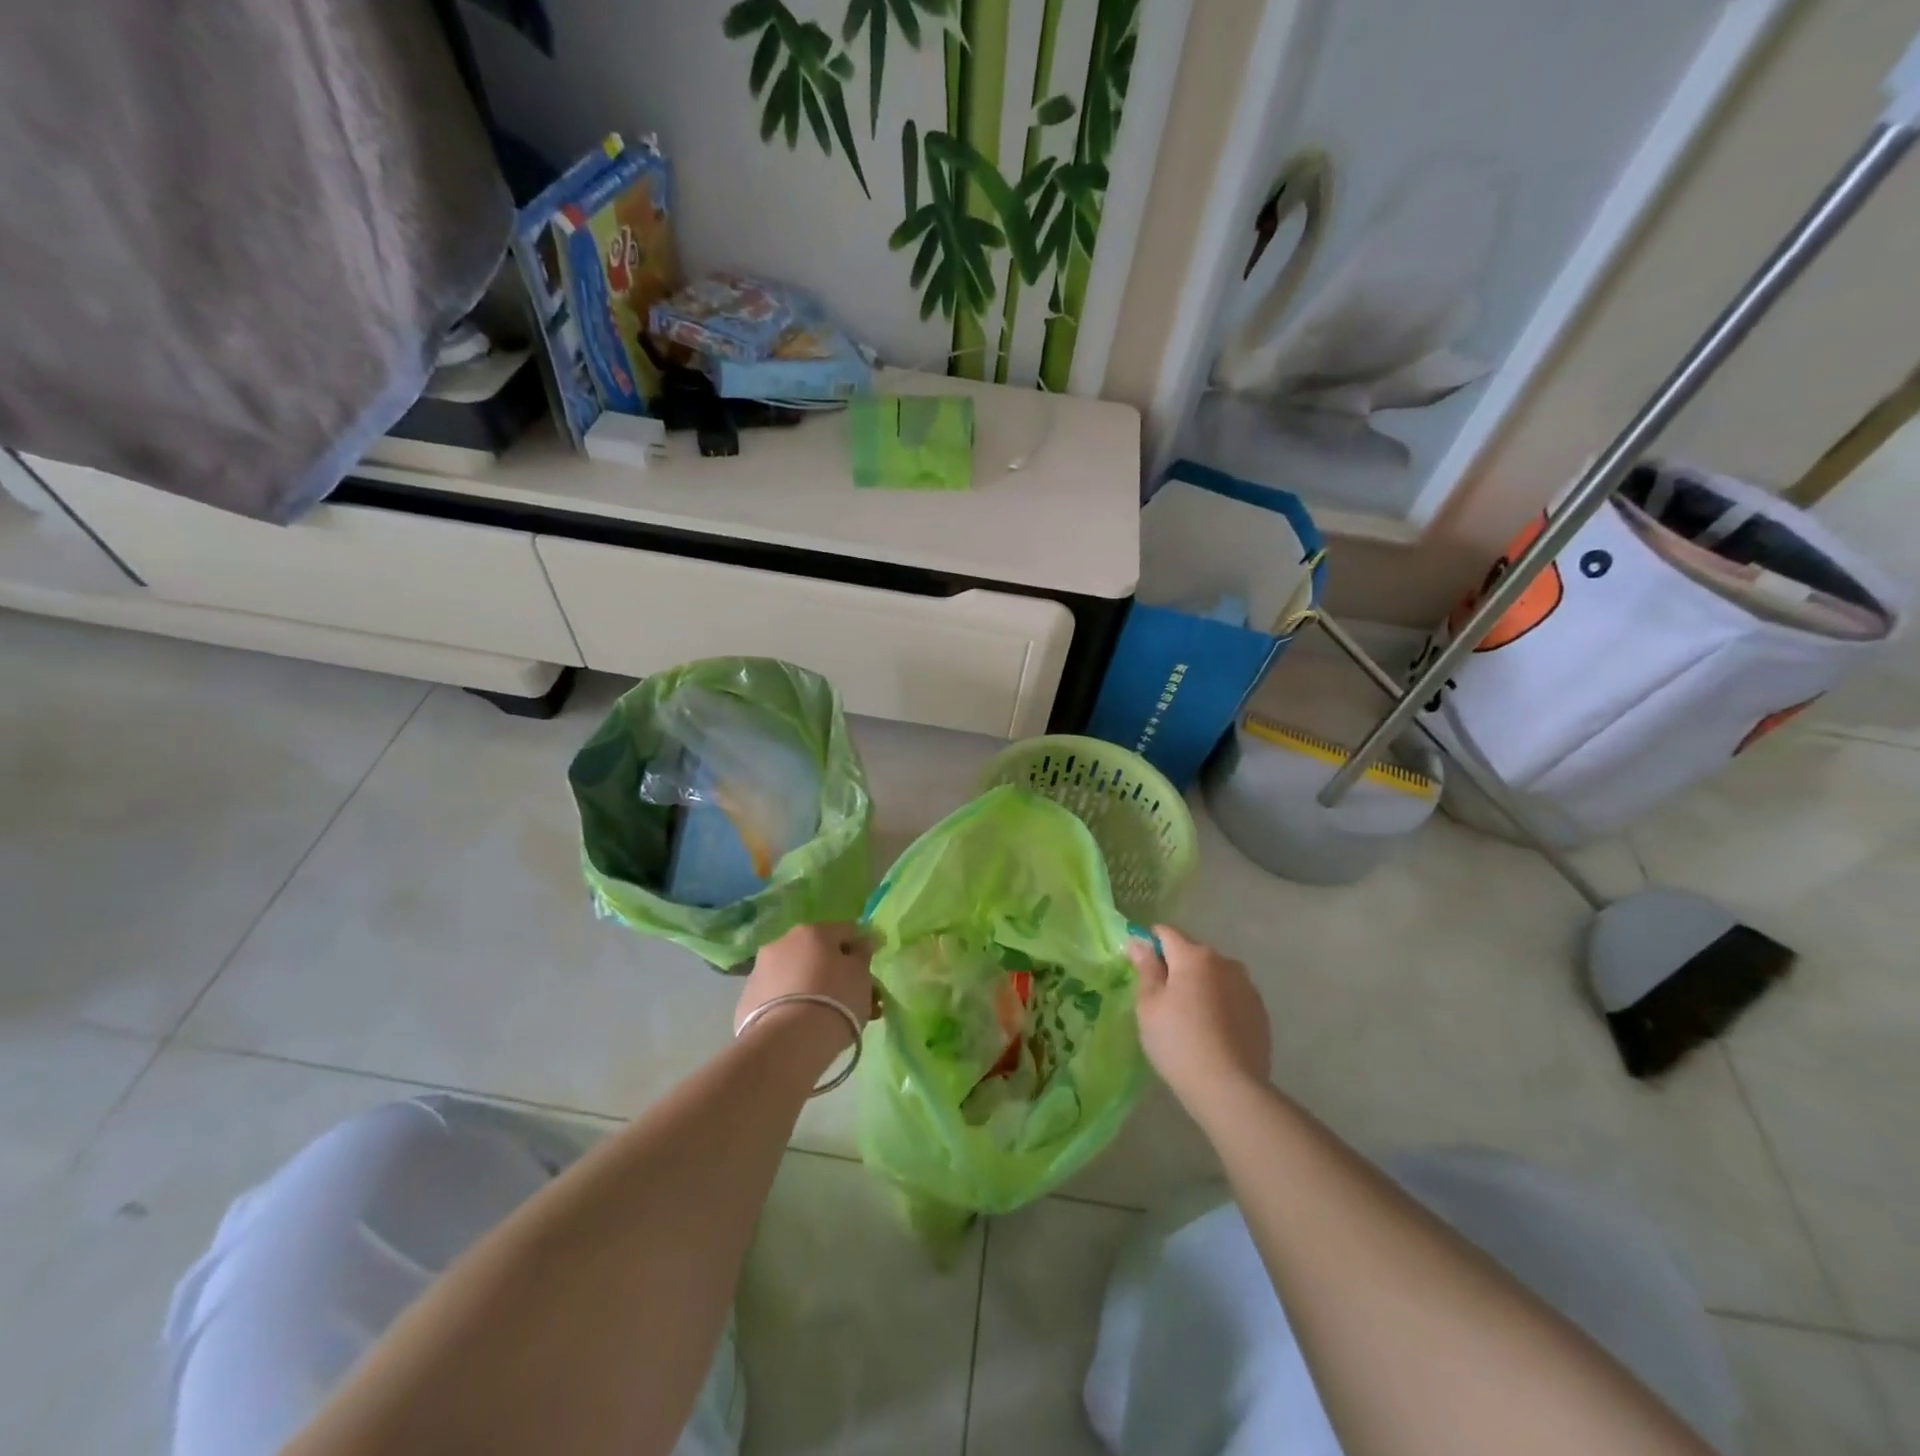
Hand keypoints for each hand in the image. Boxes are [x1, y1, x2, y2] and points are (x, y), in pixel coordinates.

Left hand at [736, 923, 876, 1071]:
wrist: (787, 1043)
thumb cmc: (835, 1000)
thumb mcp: (861, 975)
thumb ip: (862, 954)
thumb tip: (861, 942)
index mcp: (813, 931)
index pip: (846, 931)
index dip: (862, 949)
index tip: (870, 973)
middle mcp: (782, 943)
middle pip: (819, 954)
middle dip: (838, 974)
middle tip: (855, 1000)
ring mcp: (760, 971)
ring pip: (797, 976)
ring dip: (814, 990)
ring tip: (830, 1020)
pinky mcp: (747, 1001)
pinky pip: (779, 998)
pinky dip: (792, 1007)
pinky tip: (804, 1029)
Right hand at [1129, 925, 1270, 1108]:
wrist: (1229, 1088)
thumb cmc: (1178, 1042)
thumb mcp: (1149, 1005)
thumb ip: (1146, 969)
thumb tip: (1139, 942)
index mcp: (1194, 956)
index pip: (1166, 933)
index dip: (1150, 944)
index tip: (1142, 968)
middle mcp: (1225, 962)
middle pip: (1192, 953)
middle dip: (1177, 967)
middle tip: (1164, 1001)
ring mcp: (1247, 986)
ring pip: (1214, 975)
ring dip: (1201, 985)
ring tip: (1191, 1019)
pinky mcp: (1261, 1011)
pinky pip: (1232, 996)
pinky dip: (1220, 1004)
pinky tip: (1213, 1032)